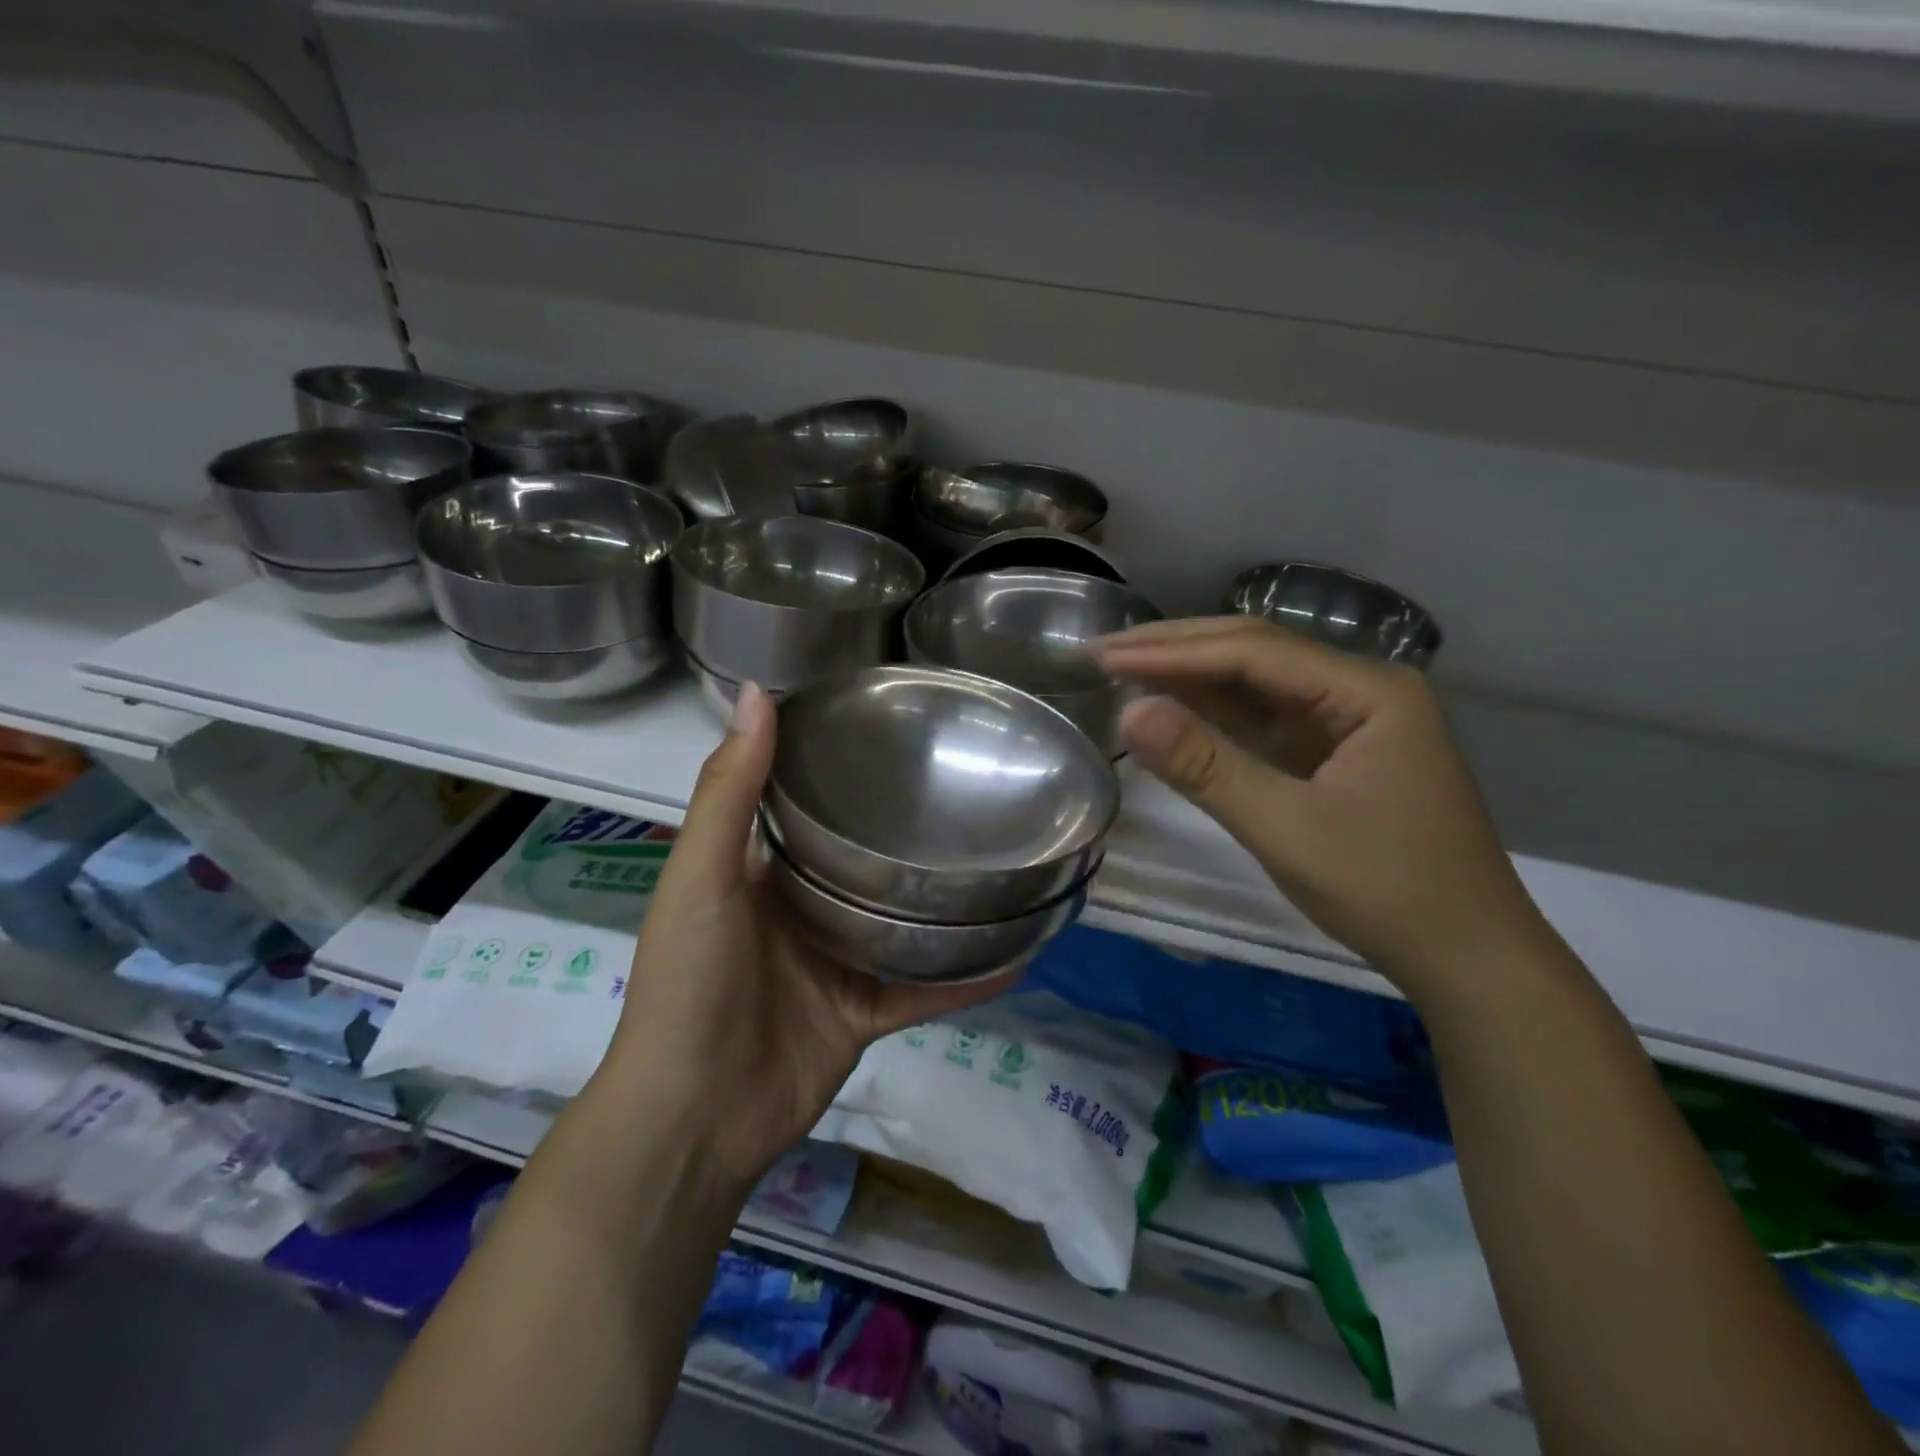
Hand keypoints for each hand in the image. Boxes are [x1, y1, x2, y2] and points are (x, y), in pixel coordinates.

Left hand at [598, 684, 1016, 1193]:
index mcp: (758, 870)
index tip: (893, 726)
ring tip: (1001, 854)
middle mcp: (800, 907)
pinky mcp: (865, 1011)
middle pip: (861, 857)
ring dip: (942, 898)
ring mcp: (836, 961)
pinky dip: (966, 976)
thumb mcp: (702, 875)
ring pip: (899, 919)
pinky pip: (924, 987)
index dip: (837, 763)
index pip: (803, 801)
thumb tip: (755, 691)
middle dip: (904, 826)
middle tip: (968, 782)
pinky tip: (1019, 952)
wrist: (695, 1118)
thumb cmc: (690, 980)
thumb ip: (730, 790)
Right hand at [1094, 618, 1547, 997]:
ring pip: (1256, 684)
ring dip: (1190, 679)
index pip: (1253, 653)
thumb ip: (1206, 767)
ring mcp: (1348, 721)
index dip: (1173, 652)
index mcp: (1368, 691)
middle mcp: (1360, 690)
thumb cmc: (1387, 891)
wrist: (1467, 959)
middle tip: (1102, 654)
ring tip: (1123, 671)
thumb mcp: (1286, 829)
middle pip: (1255, 654)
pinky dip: (1214, 715)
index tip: (1105, 657)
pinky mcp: (1332, 752)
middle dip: (1177, 652)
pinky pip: (1264, 720)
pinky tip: (1172, 708)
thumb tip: (1128, 713)